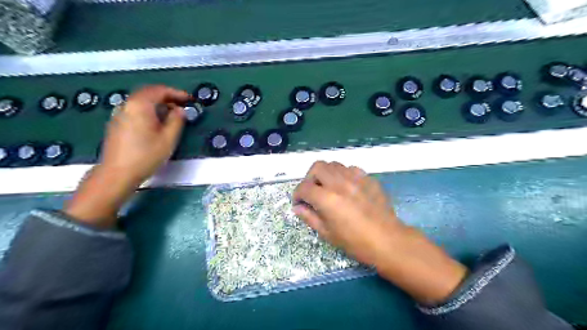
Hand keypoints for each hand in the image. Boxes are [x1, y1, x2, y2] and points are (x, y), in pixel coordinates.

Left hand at [65, 87, 189, 227]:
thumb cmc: (146, 155)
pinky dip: (149, 110)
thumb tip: (180, 110)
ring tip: (172, 115)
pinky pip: (136, 110)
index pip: (160, 90)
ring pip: (141, 101)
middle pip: (148, 93)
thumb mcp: (168, 138)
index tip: (189, 99)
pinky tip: (157, 123)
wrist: (118, 173)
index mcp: (140, 105)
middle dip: (167, 97)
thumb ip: (177, 121)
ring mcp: (119, 114)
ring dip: (158, 104)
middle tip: (182, 105)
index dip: (177, 93)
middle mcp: (127, 105)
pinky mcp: (117, 123)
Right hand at [290, 160, 406, 264]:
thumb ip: (309, 217)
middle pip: (317, 167)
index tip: (299, 202)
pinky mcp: (368, 178)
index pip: (304, 187)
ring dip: (326, 174)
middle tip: (312, 192)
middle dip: (310, 178)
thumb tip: (297, 208)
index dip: (297, 194)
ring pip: (334, 164)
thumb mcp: (327, 233)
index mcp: (327, 198)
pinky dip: (343, 175)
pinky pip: (351, 169)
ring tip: (328, 187)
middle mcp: (339, 183)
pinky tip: (346, 187)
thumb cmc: (355, 242)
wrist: (387, 240)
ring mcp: (356, 178)